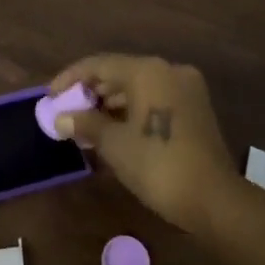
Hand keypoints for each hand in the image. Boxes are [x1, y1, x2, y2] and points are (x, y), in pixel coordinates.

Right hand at [48, 54, 236, 235]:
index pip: (99, 65)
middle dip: (91, 91)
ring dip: (111, 102)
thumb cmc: (157, 165)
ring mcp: (186, 88)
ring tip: (85, 123)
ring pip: (139, 86)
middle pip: (120, 72)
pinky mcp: (195, 108)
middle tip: (67, 111)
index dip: (71, 78)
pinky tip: (113, 129)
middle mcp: (169, 70)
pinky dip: (133, 109)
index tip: (50, 95)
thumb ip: (86, 123)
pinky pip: (155, 98)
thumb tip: (60, 118)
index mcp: (148, 71)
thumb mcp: (114, 144)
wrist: (213, 199)